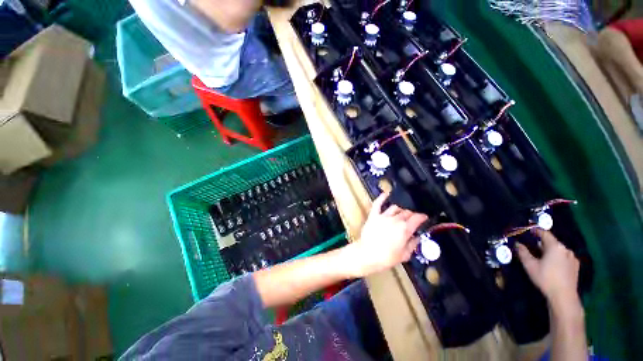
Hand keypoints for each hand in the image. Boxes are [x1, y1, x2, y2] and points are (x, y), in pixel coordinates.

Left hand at [344, 192, 427, 276]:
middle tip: (412, 219)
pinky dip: (382, 198)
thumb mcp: (404, 255)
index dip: (423, 217)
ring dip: (400, 210)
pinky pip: (378, 204)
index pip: (417, 218)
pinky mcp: (373, 215)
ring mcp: (383, 216)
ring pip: (395, 208)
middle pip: (406, 212)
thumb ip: (413, 244)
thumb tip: (417, 238)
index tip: (425, 217)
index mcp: (405, 229)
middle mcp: (395, 219)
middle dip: (411, 215)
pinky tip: (386, 194)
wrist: (367, 254)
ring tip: (401, 213)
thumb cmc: (386, 257)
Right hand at [516, 229, 580, 307]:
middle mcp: (566, 249)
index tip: (529, 230)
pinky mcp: (576, 266)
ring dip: (550, 252)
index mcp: (555, 246)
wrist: (564, 296)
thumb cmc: (545, 278)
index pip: (545, 234)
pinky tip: (554, 266)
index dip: (536, 231)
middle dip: (542, 244)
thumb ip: (523, 252)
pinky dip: (558, 258)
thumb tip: (518, 244)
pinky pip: (565, 257)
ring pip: (559, 251)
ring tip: (543, 258)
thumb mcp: (530, 265)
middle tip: (533, 248)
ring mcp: (573, 258)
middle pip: (552, 242)